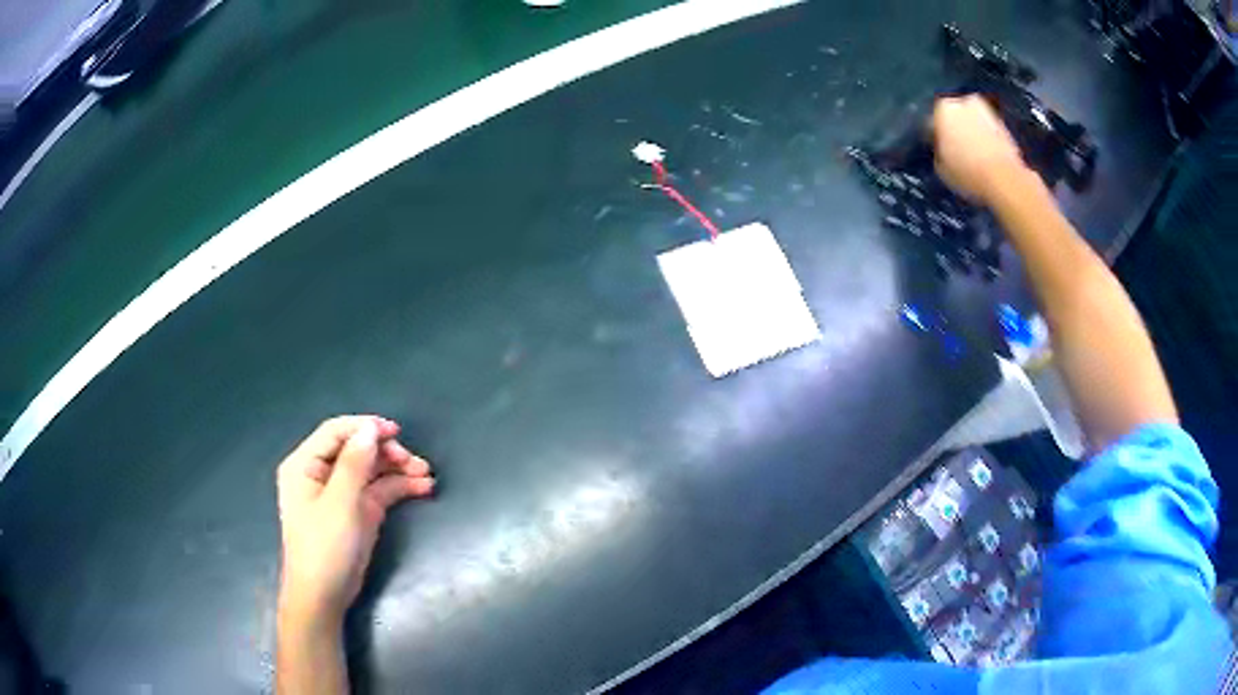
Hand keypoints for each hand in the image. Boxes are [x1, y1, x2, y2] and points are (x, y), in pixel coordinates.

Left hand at [276, 416, 434, 627]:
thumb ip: (354, 464)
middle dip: (386, 451)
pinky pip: (380, 490)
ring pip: (372, 469)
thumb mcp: (339, 504)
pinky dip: (400, 487)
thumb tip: (369, 430)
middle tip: (413, 461)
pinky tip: (423, 488)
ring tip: (426, 474)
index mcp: (305, 464)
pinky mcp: (357, 511)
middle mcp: (321, 473)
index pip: (336, 432)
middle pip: (357, 449)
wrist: (323, 596)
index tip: (396, 432)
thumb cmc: (324, 547)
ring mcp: (341, 493)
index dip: (365, 427)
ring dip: (398, 468)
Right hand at [931, 95, 1029, 203]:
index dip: (935, 139)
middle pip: (954, 117)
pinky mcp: (1003, 124)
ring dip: (971, 134)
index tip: (938, 152)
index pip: (932, 122)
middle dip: (954, 131)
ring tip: (973, 158)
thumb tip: (942, 150)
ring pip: (972, 122)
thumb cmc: (970, 173)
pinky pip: (988, 131)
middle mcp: (963, 102)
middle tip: (956, 153)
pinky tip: (986, 159)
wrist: (1005, 180)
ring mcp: (986, 111)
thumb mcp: (941, 169)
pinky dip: (986, 141)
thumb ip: (938, 152)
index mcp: (943, 109)